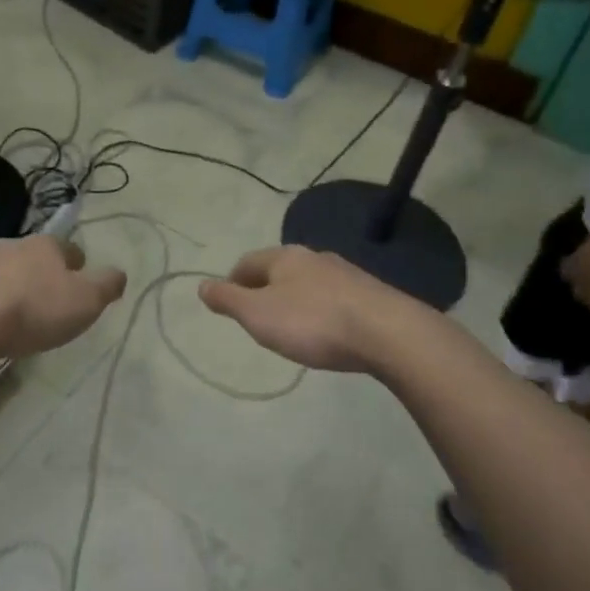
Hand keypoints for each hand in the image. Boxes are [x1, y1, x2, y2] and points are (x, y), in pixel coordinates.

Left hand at [0, 234, 126, 357]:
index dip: (77, 266)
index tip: (79, 286)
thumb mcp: (86, 301)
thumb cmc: (34, 310)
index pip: (68, 249)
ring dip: (6, 283)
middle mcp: (10, 244)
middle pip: (31, 256)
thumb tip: (119, 273)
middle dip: (39, 273)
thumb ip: (106, 285)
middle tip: (45, 301)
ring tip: (11, 312)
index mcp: (45, 246)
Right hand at [198, 245, 418, 373]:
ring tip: (290, 327)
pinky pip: (334, 299)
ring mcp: (346, 274)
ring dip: (295, 300)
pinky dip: (321, 311)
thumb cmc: (312, 322)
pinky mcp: (371, 295)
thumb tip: (201, 285)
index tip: (227, 303)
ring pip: (308, 283)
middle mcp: (314, 257)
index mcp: (284, 257)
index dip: (232, 281)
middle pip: (279, 270)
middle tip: (256, 317)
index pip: (247, 262)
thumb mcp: (258, 315)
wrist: (388, 333)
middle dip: (264, 289)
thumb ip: (228, 300)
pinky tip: (326, 332)